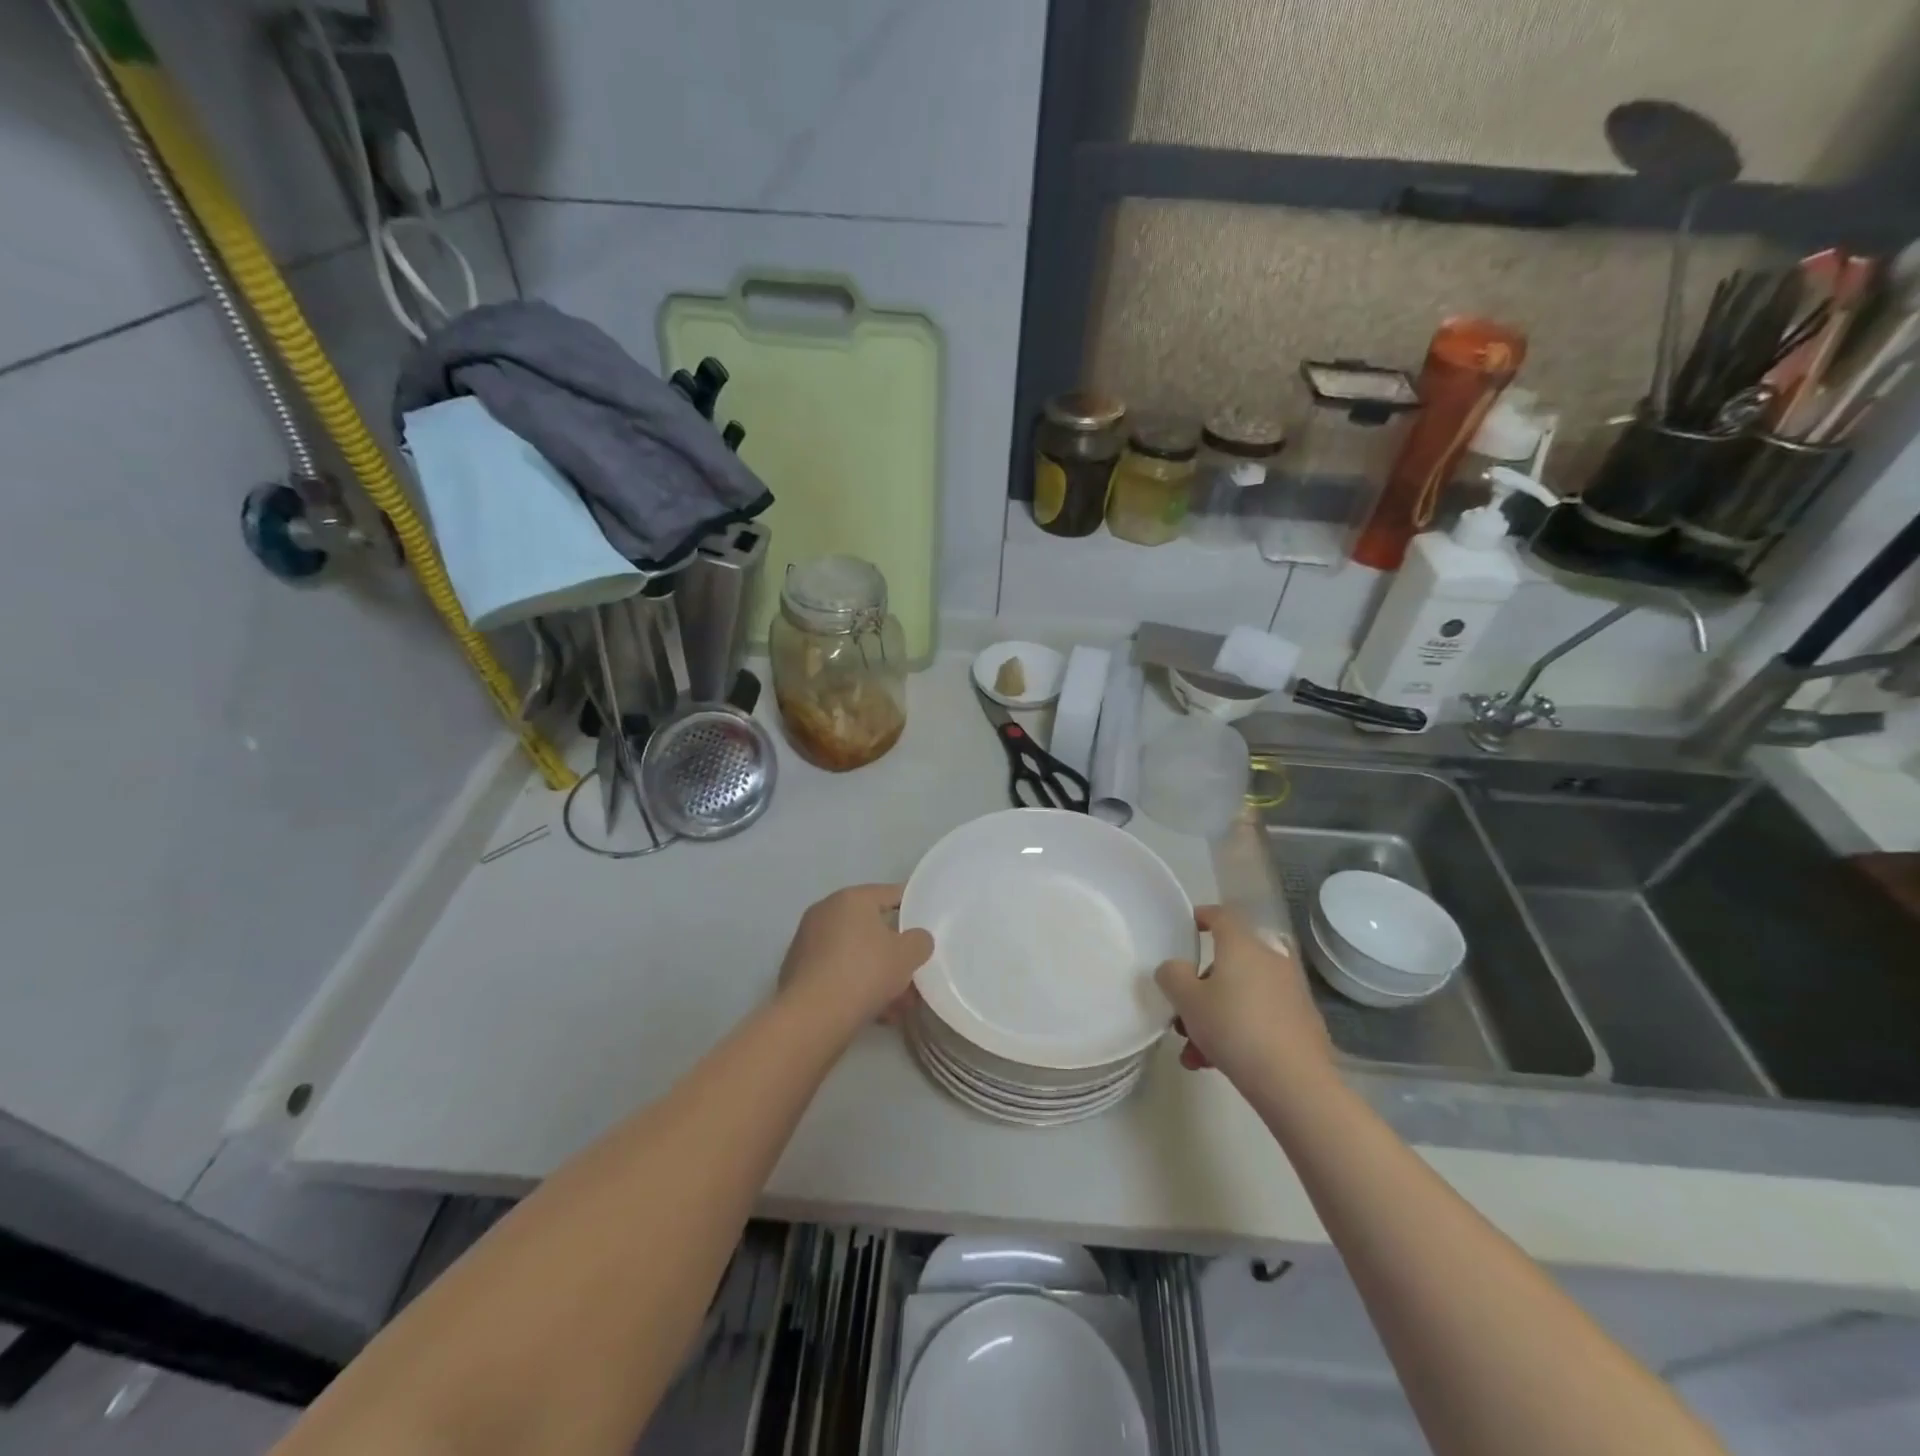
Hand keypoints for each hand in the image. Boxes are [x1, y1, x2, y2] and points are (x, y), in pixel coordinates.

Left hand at [779, 884, 933, 1032]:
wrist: (812, 1016)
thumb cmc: (865, 972)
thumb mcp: (908, 955)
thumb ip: (919, 941)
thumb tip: (916, 940)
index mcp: (851, 898)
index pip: (889, 894)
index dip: (912, 907)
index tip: (926, 923)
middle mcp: (825, 912)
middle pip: (871, 928)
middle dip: (894, 951)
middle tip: (913, 971)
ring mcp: (807, 942)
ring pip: (854, 954)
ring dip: (877, 974)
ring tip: (899, 1004)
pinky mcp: (797, 971)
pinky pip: (837, 972)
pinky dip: (856, 986)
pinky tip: (875, 1012)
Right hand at [1156, 905, 1332, 1088]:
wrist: (1295, 1082)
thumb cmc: (1234, 1027)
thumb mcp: (1187, 1000)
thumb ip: (1172, 976)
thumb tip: (1175, 968)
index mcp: (1243, 945)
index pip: (1222, 916)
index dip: (1202, 916)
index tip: (1188, 927)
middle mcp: (1270, 960)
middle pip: (1228, 964)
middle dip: (1200, 989)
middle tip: (1182, 1014)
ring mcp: (1291, 992)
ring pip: (1241, 995)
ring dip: (1214, 1018)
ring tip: (1195, 1053)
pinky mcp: (1302, 1023)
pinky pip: (1260, 1017)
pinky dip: (1238, 1031)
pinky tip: (1218, 1064)